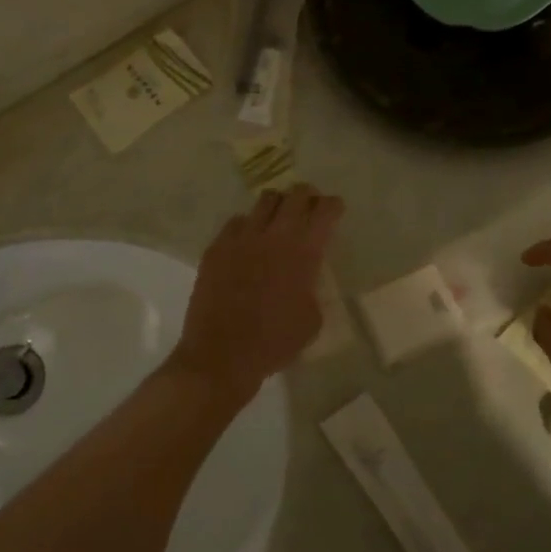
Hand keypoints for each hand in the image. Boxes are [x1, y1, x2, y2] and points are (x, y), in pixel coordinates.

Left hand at [171, 184, 344, 401]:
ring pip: (264, 201)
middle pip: (295, 196)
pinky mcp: (216, 248)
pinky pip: (236, 223)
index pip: (324, 212)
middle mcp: (274, 236)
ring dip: (277, 205)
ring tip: (278, 217)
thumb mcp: (311, 320)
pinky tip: (248, 240)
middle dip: (307, 196)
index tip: (334, 208)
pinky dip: (247, 225)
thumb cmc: (275, 343)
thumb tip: (304, 279)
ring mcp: (241, 239)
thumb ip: (311, 288)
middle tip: (309, 204)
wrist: (222, 355)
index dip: (333, 206)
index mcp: (303, 253)